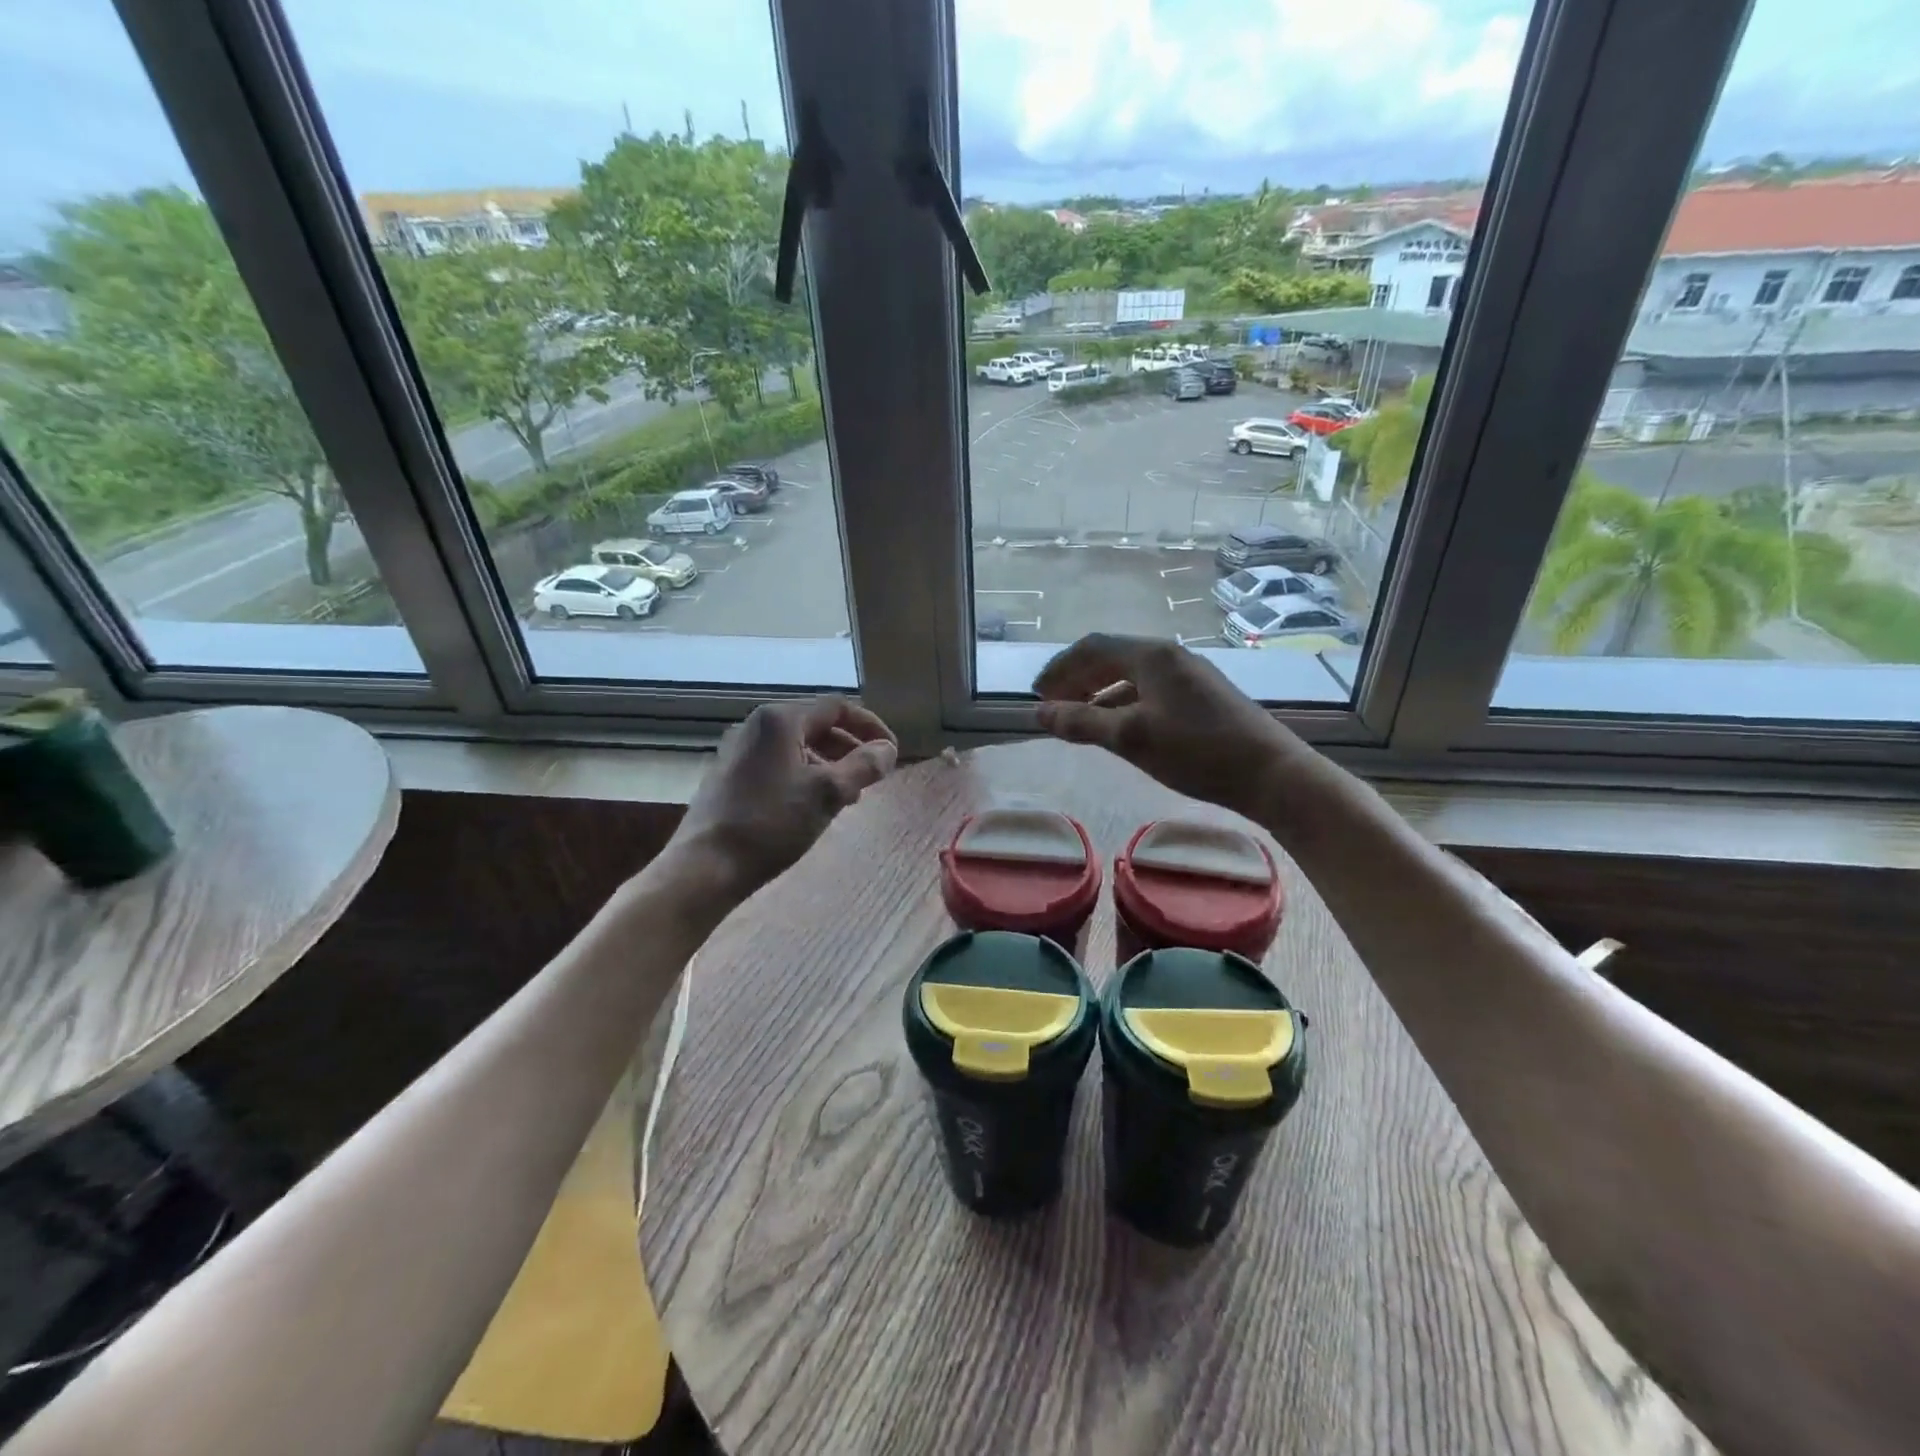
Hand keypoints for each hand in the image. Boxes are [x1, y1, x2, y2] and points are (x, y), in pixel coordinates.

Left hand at [673, 697, 896, 895]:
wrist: (705, 865)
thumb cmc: (771, 823)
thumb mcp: (828, 794)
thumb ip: (864, 766)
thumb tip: (888, 749)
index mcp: (780, 720)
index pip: (838, 708)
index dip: (871, 727)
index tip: (891, 753)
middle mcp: (757, 725)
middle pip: (817, 726)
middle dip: (850, 749)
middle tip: (872, 778)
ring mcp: (739, 750)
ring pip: (798, 748)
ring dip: (830, 765)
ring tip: (848, 797)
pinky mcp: (730, 776)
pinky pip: (779, 764)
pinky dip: (805, 776)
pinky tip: (813, 807)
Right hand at [1032, 634, 1305, 818]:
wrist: (1272, 773)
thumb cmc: (1197, 751)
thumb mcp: (1131, 738)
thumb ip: (1082, 723)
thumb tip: (1039, 713)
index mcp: (1151, 655)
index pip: (1092, 647)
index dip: (1059, 668)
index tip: (1037, 694)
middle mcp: (1170, 656)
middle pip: (1111, 657)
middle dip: (1077, 679)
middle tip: (1052, 706)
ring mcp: (1190, 675)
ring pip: (1131, 676)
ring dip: (1099, 693)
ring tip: (1079, 719)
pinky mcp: (1203, 696)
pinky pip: (1150, 690)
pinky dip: (1124, 704)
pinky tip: (1119, 727)